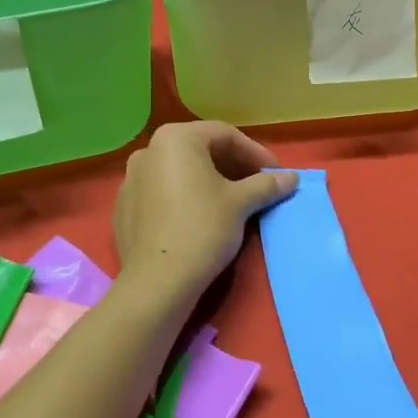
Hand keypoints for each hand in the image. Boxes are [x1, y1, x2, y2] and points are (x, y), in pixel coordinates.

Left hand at [113, 122, 296, 305]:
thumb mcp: (240, 203)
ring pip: (180, 171)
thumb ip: (266, 184)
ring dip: (210, 181)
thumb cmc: (202, 228)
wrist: (157, 281)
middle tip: (258, 186)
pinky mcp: (124, 207)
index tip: (275, 174)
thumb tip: (292, 178)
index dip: (255, 153)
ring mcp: (132, 178)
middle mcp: (149, 150)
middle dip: (233, 166)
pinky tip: (201, 217)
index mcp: (175, 138)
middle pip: (201, 150)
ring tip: (233, 202)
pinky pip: (162, 192)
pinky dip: (185, 196)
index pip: (225, 135)